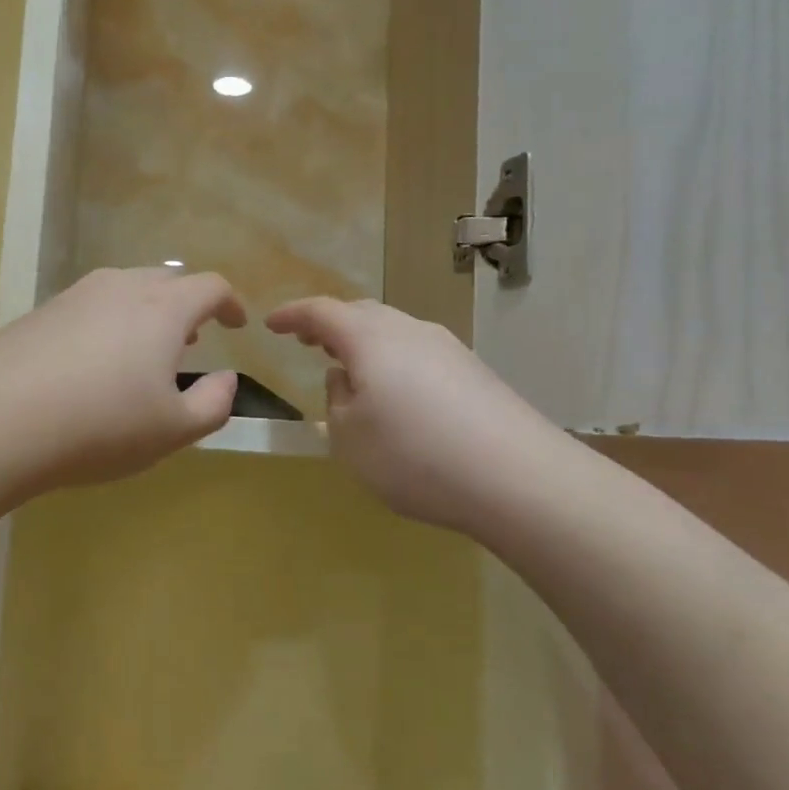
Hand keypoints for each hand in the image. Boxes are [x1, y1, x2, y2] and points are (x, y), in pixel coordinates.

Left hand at [0, 268, 246, 493]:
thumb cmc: (101, 426)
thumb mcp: (173, 430)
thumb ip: (214, 403)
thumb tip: (227, 379)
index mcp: (162, 308)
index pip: (210, 287)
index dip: (230, 303)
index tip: (236, 324)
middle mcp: (120, 287)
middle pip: (166, 281)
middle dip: (187, 306)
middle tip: (192, 339)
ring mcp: (75, 295)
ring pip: (124, 289)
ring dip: (146, 313)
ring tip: (145, 350)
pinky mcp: (40, 312)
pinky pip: (90, 306)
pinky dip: (108, 323)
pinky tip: (94, 362)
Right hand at [266, 297, 564, 533]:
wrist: (517, 477)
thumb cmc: (414, 454)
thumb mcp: (349, 437)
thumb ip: (336, 400)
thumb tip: (345, 376)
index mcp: (371, 338)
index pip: (321, 312)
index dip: (292, 315)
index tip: (270, 324)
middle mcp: (411, 330)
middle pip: (362, 314)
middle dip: (331, 325)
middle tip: (309, 342)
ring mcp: (449, 349)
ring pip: (395, 333)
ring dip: (365, 345)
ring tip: (350, 369)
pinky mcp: (475, 373)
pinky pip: (420, 355)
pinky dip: (395, 364)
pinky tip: (397, 397)